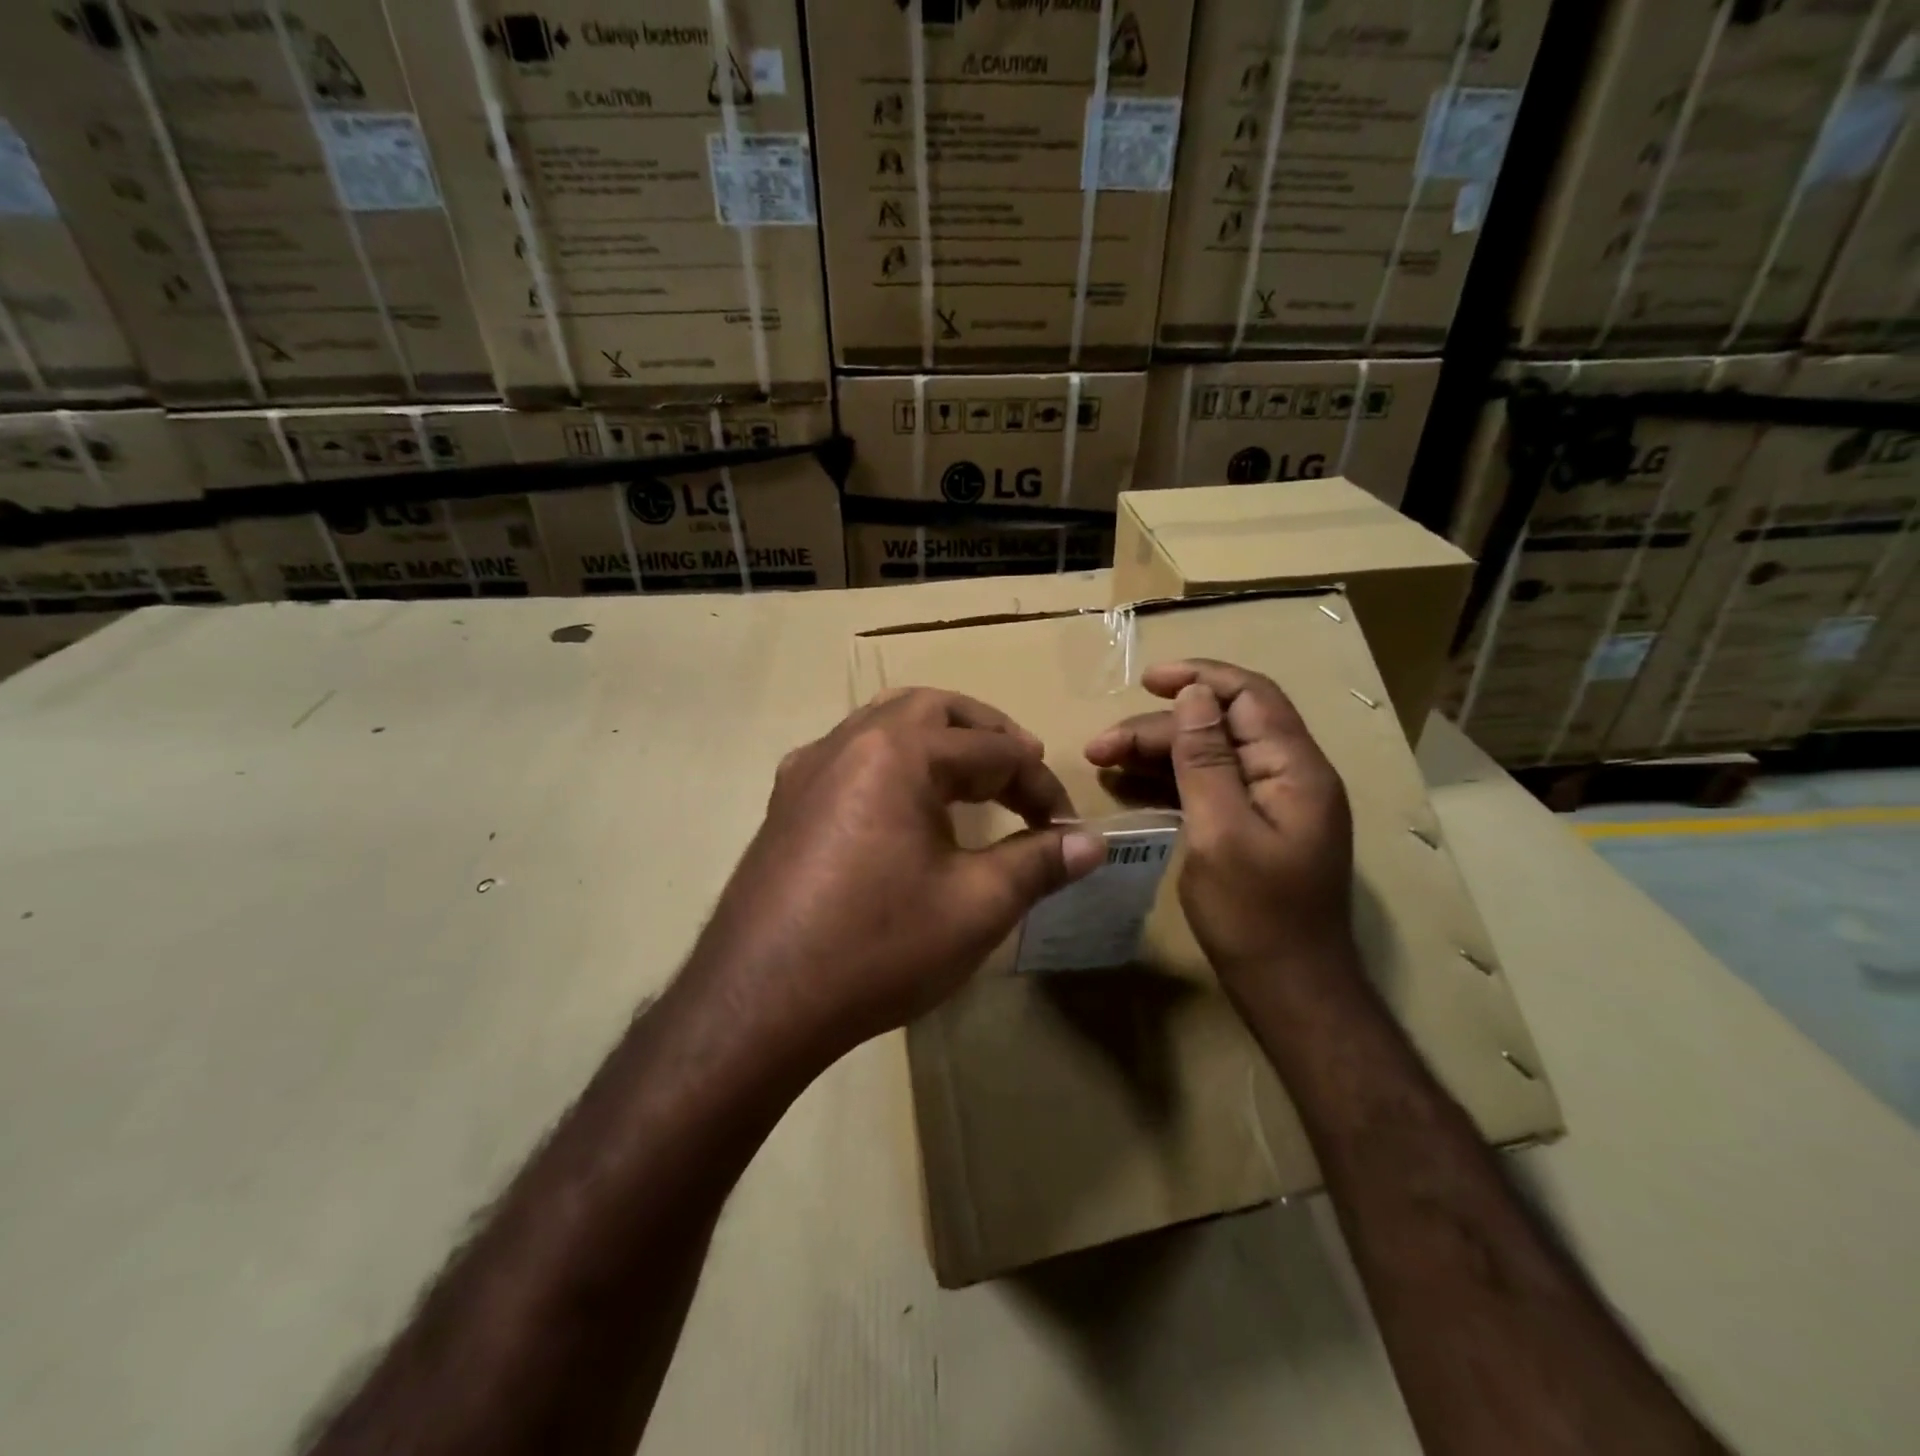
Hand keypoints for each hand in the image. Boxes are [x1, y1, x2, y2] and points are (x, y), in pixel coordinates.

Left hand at [687, 688, 1104, 1069]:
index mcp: (899, 752)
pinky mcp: (785, 801)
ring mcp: (807, 768)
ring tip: (969, 777)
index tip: (1066, 826)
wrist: (757, 1002)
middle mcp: (849, 741)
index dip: (1040, 784)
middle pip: (933, 709)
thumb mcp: (975, 906)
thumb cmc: (877, 947)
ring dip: (935, 739)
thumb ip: (1039, 864)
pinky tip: (899, 804)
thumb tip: (1092, 842)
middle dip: (986, 734)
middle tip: (1021, 768)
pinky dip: (892, 761)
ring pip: (884, 724)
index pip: (992, 750)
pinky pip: (850, 755)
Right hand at [1084, 659, 1354, 988]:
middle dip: (1160, 729)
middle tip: (1100, 747)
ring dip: (1158, 754)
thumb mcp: (1221, 832)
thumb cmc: (1254, 915)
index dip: (1199, 678)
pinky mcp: (1253, 826)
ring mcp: (1272, 802)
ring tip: (1102, 762)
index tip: (1146, 680)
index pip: (1250, 696)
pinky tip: (1128, 785)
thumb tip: (1195, 695)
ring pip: (1210, 756)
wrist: (1290, 989)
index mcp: (1294, 769)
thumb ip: (1207, 760)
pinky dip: (1170, 782)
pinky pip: (1208, 787)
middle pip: (1221, 726)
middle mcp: (1289, 775)